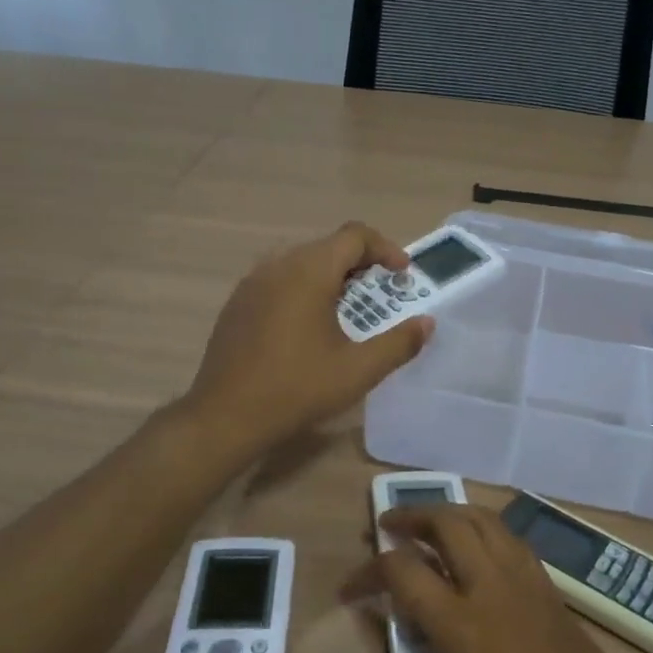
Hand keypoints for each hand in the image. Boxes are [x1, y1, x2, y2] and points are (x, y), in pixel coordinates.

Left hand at [182, 222, 432, 457]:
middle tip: (380, 293)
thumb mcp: (357, 370)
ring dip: (331, 275)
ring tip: (347, 308)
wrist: (225, 416)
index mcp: (309, 271)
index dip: (385, 248)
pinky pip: (278, 279)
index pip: (354, 236)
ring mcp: (252, 282)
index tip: (402, 273)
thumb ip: (398, 343)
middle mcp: (278, 265)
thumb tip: (427, 323)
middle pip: (328, 246)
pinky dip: (304, 287)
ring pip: (301, 261)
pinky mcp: (237, 302)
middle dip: (361, 263)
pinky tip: (308, 325)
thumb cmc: (297, 389)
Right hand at [342, 504, 652, 652]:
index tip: (349, 591)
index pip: (403, 572)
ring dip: (449, 513)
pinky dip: (484, 527)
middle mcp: (498, 591)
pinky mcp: (556, 595)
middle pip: (449, 523)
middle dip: (410, 516)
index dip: (367, 572)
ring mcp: (533, 587)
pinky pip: (513, 539)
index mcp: (466, 629)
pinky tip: (476, 552)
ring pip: (485, 521)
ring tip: (425, 529)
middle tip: (384, 530)